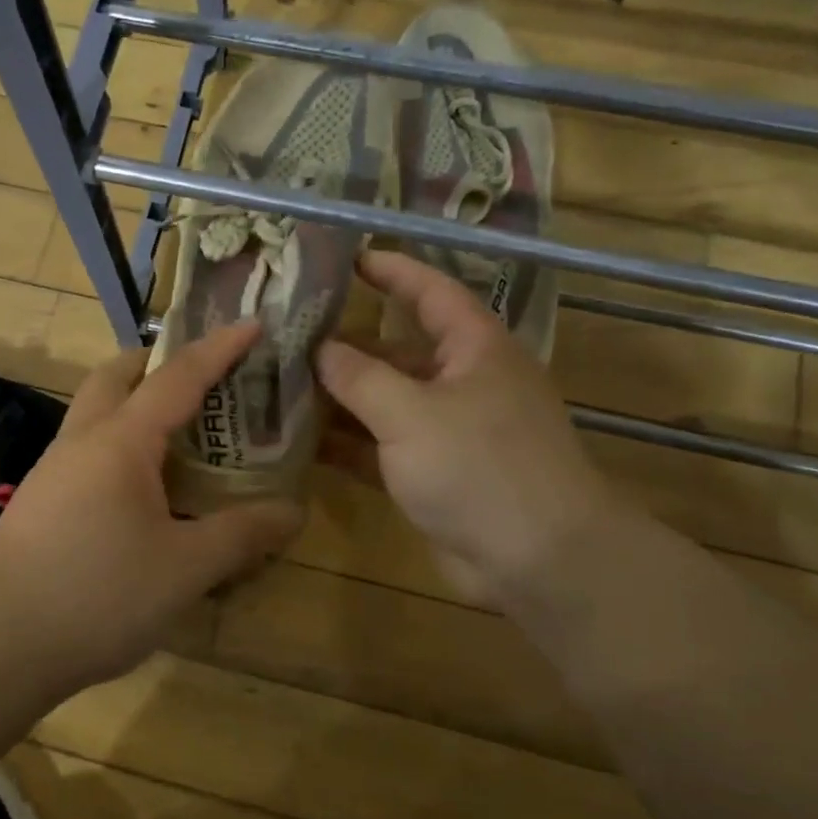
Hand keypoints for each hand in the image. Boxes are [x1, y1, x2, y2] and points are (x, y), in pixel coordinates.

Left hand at [0, 321, 303, 693]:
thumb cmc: (98, 595)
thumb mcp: (186, 568)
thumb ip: (242, 535)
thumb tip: (292, 512)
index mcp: (120, 441)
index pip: (178, 377)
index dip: (219, 349)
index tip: (252, 324)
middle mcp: (81, 441)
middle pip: (116, 377)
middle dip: (158, 362)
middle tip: (200, 376)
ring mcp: (51, 471)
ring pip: (94, 413)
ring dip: (134, 404)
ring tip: (178, 435)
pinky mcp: (38, 503)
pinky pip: (85, 452)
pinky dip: (119, 445)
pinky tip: (139, 490)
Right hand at [314, 251, 615, 609]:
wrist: (537, 559)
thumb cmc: (479, 466)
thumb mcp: (411, 413)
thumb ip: (359, 377)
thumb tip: (320, 348)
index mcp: (473, 349)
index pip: (429, 292)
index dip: (391, 271)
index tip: (346, 259)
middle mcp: (462, 382)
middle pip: (395, 352)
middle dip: (344, 347)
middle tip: (285, 339)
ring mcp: (448, 431)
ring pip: (384, 403)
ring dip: (339, 400)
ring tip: (280, 389)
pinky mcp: (434, 474)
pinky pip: (383, 448)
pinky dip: (348, 444)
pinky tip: (301, 443)